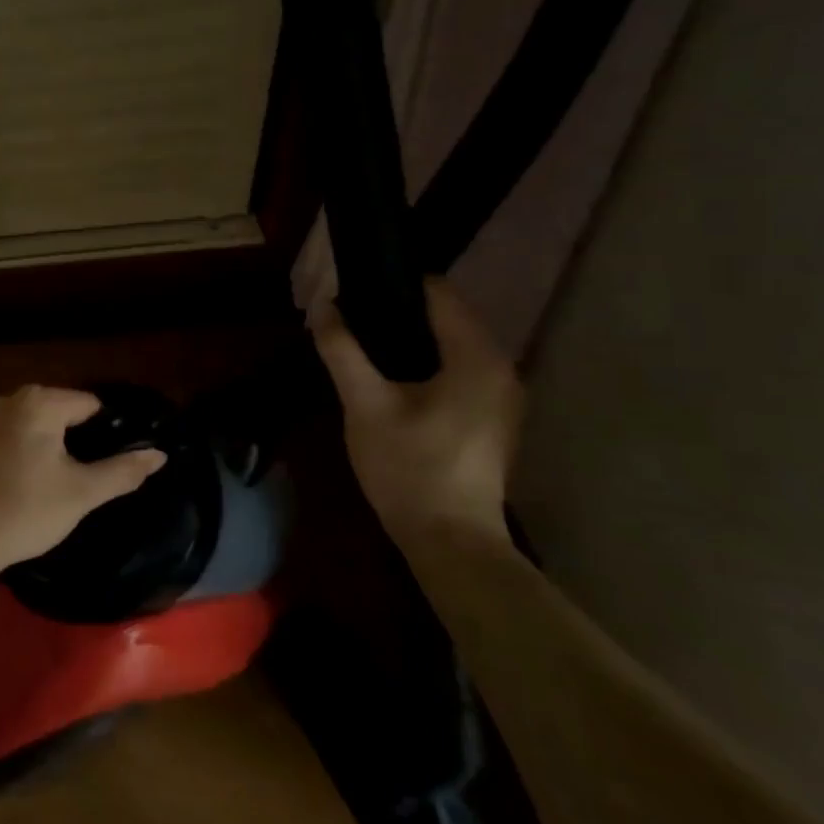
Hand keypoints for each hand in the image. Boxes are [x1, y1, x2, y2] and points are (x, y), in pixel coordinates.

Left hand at [0, 386, 167, 574]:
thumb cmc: (25, 511)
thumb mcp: (81, 493)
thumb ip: (123, 471)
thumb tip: (159, 454)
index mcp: (37, 402)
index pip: (88, 404)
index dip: (107, 430)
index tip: (115, 460)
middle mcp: (7, 401)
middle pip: (58, 412)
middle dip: (75, 438)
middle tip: (88, 476)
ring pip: (30, 427)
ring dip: (46, 447)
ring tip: (58, 483)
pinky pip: (6, 440)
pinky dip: (20, 455)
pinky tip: (24, 486)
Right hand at [311, 280, 520, 547]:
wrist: (450, 539)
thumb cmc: (409, 467)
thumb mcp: (364, 404)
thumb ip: (343, 350)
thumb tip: (322, 305)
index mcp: (477, 358)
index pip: (439, 295)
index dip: (395, 284)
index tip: (354, 287)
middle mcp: (501, 368)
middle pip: (447, 318)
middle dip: (398, 312)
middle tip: (349, 317)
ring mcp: (501, 396)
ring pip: (452, 345)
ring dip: (410, 339)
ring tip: (361, 343)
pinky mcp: (491, 418)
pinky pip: (457, 370)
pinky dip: (426, 362)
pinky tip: (390, 377)